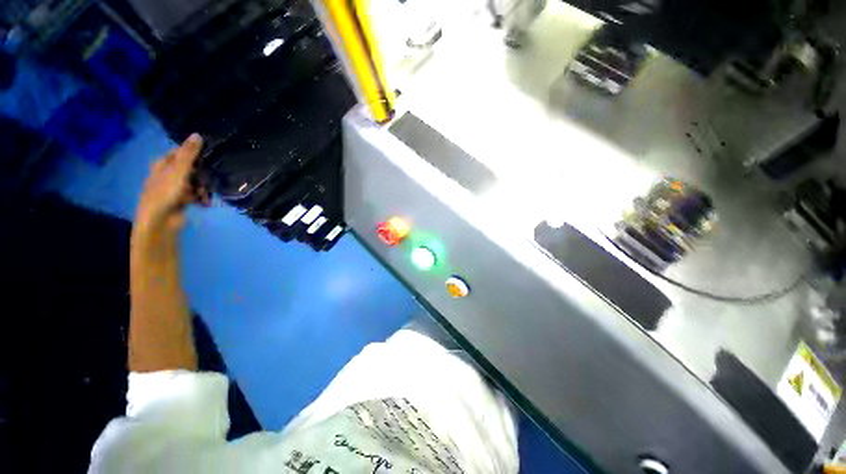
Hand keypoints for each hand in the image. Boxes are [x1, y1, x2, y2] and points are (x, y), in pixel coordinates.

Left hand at [135, 133, 208, 233]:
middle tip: (209, 180)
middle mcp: (167, 174)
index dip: (193, 154)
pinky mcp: (181, 200)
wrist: (159, 221)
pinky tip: (205, 203)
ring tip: (206, 195)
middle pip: (190, 168)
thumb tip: (197, 134)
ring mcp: (174, 188)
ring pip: (195, 182)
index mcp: (162, 164)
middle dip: (202, 175)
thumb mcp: (179, 170)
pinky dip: (201, 198)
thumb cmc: (165, 193)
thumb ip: (188, 154)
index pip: (180, 153)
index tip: (208, 157)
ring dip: (204, 188)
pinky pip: (195, 195)